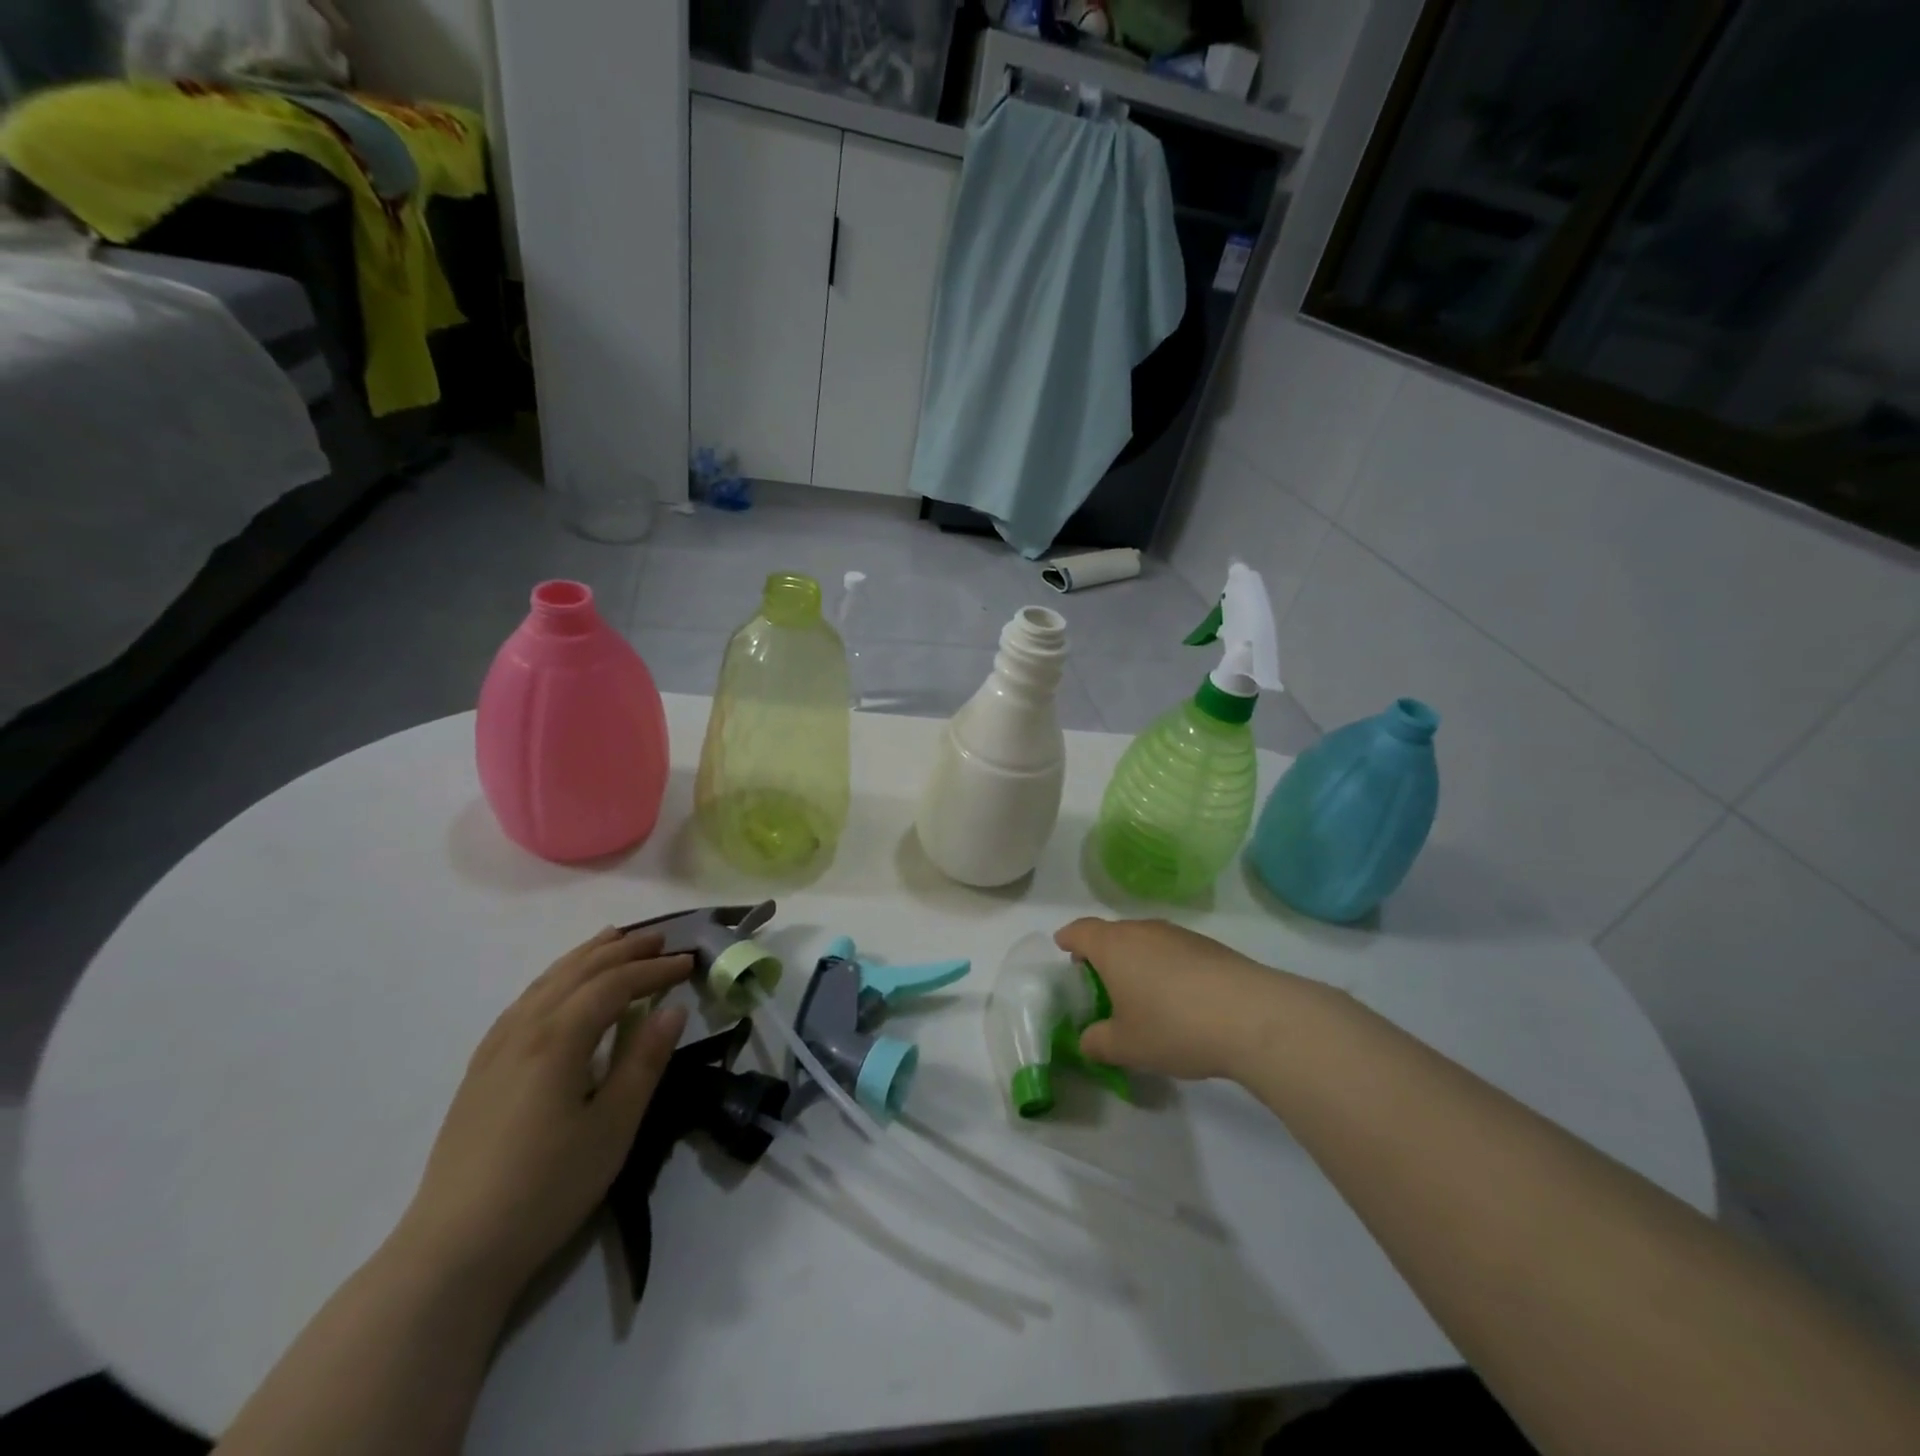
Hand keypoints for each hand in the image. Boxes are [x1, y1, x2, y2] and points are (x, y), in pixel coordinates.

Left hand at [396, 929, 692, 1296]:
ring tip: (615, 939)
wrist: (453, 1249)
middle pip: (578, 972)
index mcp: (558, 1039)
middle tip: (661, 940)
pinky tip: (560, 986)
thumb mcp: (612, 1127)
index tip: (689, 963)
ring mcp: (495, 1048)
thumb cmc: (546, 1187)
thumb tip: (673, 1009)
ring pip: (546, 981)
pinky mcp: (480, 1069)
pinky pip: (524, 1000)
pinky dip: (554, 978)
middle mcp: (524, 1029)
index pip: (614, 984)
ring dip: (586, 956)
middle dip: (623, 951)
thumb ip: (644, 1062)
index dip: (654, 970)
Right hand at [1053, 918, 1294, 1081]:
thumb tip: (1088, 1040)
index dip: (1069, 939)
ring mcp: (1179, 935)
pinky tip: (1179, 999)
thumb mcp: (1126, 1046)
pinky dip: (1166, 968)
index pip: (1081, 930)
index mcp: (1114, 946)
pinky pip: (1174, 952)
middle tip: (1099, 982)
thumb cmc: (1173, 1026)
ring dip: (1137, 961)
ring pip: (1146, 941)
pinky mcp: (1210, 947)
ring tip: (1140, 994)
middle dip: (1102, 954)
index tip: (1063, 949)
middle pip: (1113, 934)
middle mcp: (1143, 931)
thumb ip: (1098, 1042)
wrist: (1251, 1016)